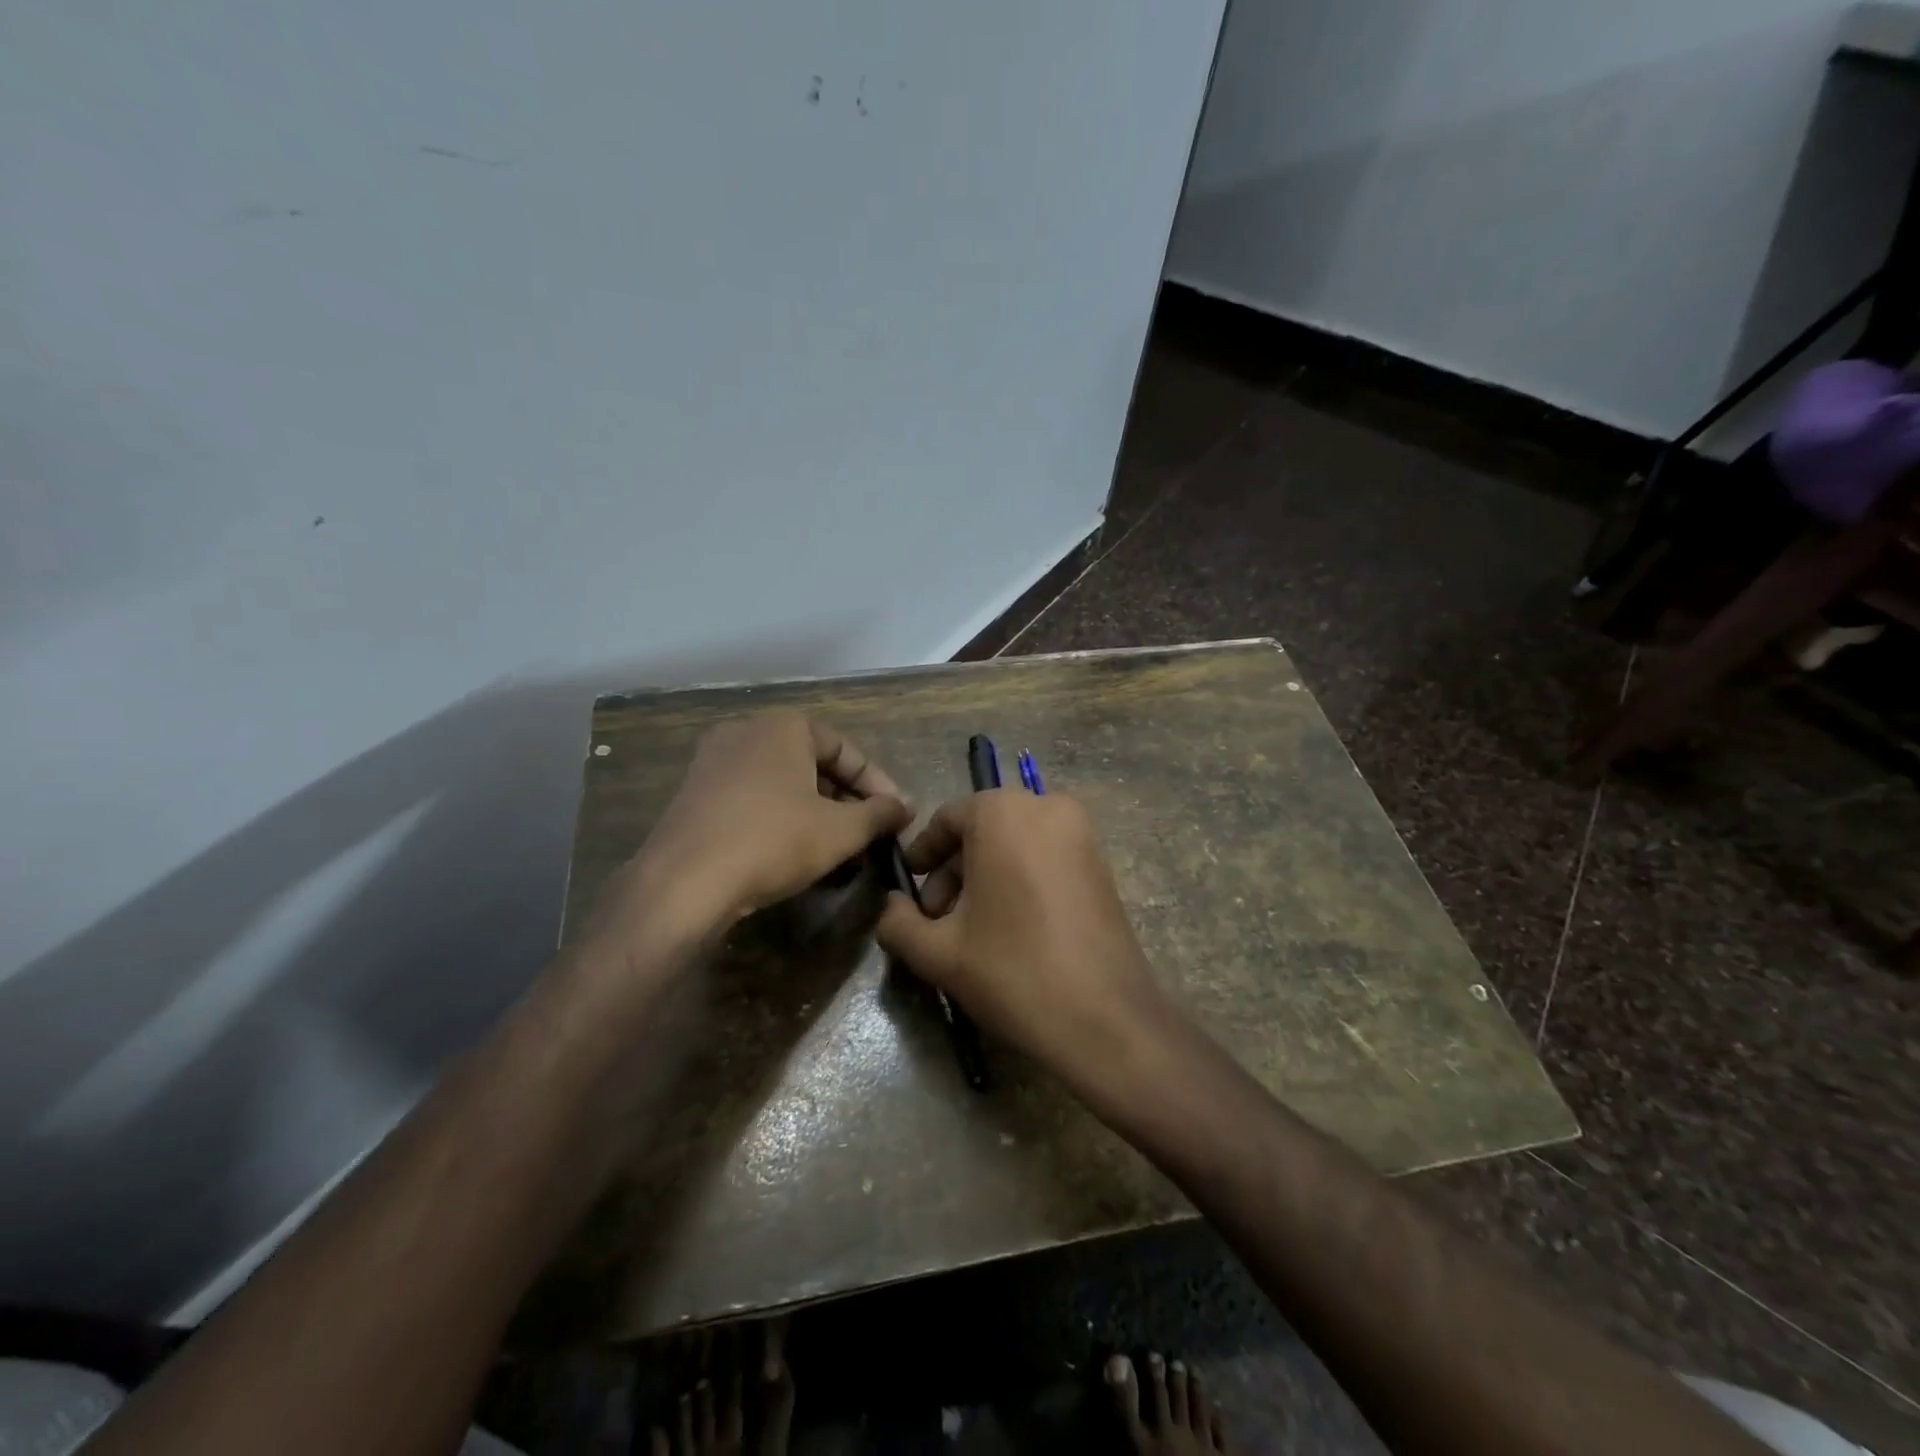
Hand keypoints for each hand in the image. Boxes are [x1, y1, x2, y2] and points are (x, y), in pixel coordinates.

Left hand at [589, 712, 912, 961]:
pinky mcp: (694, 794)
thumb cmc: (774, 841)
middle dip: (845, 800)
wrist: (685, 882)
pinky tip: (792, 852)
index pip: (846, 750)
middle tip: (867, 833)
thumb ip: (880, 814)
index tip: (896, 816)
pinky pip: (752, 798)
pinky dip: (779, 818)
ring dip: (815, 812)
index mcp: (784, 726)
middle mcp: (746, 731)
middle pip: (813, 764)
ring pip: (782, 783)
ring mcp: (713, 761)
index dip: (877, 784)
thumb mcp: (841, 830)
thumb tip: (906, 806)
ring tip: (836, 848)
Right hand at [875, 790, 1165, 1088]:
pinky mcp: (1101, 862)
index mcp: (1002, 812)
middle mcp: (1046, 806)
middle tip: (938, 919)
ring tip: (972, 929)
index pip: (946, 819)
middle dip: (954, 871)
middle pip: (982, 829)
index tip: (910, 890)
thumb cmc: (1013, 971)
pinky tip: (1011, 927)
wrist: (1105, 1018)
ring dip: (985, 877)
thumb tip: (890, 906)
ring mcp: (1081, 832)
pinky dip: (1020, 878)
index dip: (922, 855)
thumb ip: (898, 922)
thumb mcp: (938, 952)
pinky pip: (1045, 856)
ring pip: (1015, 843)